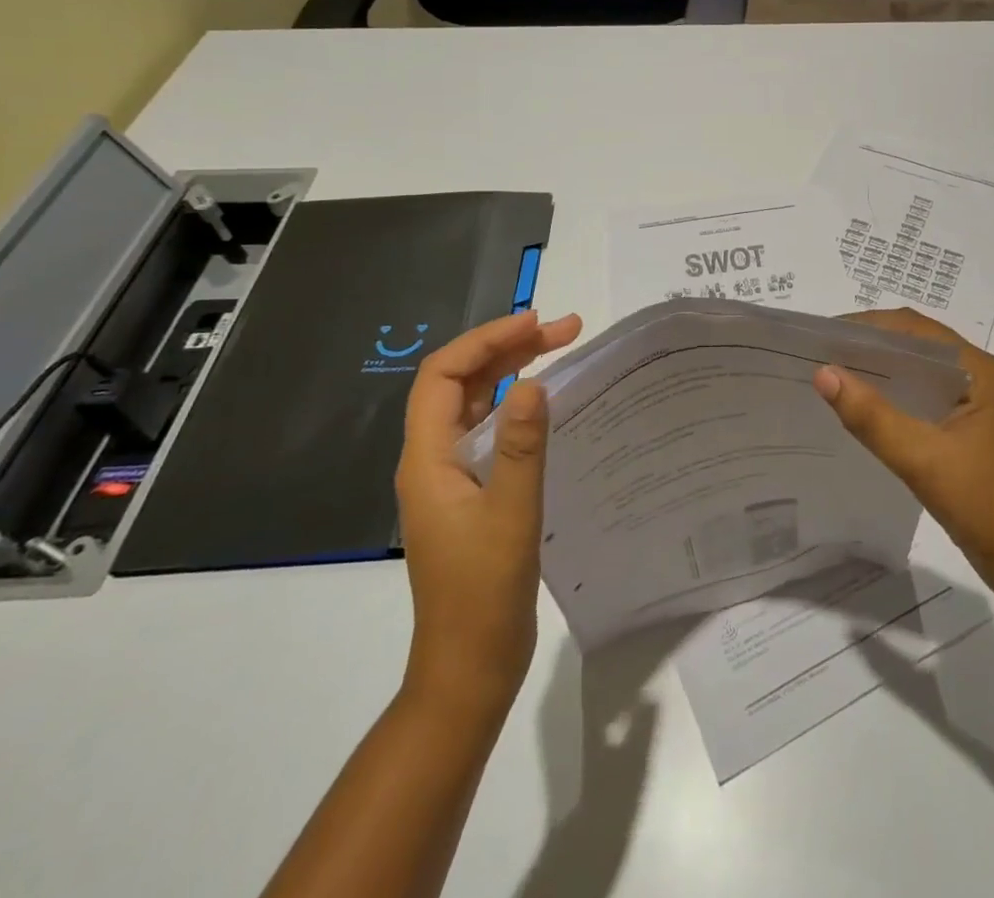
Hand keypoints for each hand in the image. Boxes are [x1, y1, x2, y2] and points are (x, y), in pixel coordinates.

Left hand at [395, 310, 582, 718]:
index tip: (536, 324)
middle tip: (566, 329)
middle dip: (509, 348)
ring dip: (514, 371)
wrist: (469, 668)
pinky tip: (550, 406)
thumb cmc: (484, 593)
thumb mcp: (510, 514)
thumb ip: (520, 446)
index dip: (486, 341)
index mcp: (428, 459)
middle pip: (462, 383)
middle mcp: (433, 460)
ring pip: (477, 404)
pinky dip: (518, 406)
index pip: (444, 375)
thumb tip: (533, 382)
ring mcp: (451, 478)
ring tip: (562, 349)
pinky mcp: (472, 495)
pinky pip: (491, 431)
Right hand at [812, 308, 993, 588]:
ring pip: (918, 371)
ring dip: (879, 368)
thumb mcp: (921, 458)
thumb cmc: (983, 503)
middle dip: (870, 343)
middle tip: (821, 352)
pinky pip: (921, 397)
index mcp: (977, 369)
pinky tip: (862, 406)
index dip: (868, 326)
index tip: (824, 334)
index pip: (915, 328)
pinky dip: (891, 394)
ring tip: (833, 373)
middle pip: (916, 344)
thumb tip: (823, 373)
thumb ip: (871, 416)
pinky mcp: (964, 427)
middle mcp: (977, 376)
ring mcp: (972, 402)